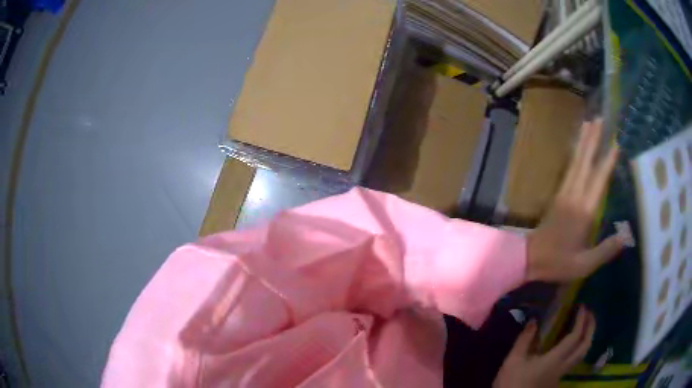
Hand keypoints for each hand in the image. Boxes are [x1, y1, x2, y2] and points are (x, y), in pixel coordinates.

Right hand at [494, 306, 595, 387]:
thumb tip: (534, 320)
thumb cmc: (511, 383)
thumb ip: (524, 340)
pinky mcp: (557, 380)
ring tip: (585, 326)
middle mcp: (563, 367)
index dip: (581, 320)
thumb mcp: (513, 361)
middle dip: (591, 327)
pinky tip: (571, 344)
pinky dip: (578, 347)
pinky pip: (574, 360)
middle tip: (590, 313)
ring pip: (582, 355)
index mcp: (554, 360)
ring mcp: (561, 375)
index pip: (575, 337)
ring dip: (587, 338)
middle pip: (585, 347)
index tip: (582, 306)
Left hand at [527, 119, 625, 281]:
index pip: (598, 180)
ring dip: (583, 142)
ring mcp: (564, 192)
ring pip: (575, 162)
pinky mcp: (558, 194)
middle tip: (599, 119)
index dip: (607, 162)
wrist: (528, 258)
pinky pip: (569, 169)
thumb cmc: (558, 263)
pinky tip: (578, 147)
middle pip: (585, 162)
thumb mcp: (583, 264)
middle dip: (592, 140)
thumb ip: (605, 250)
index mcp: (583, 211)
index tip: (615, 144)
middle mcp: (574, 196)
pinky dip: (575, 154)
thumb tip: (625, 236)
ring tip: (589, 124)